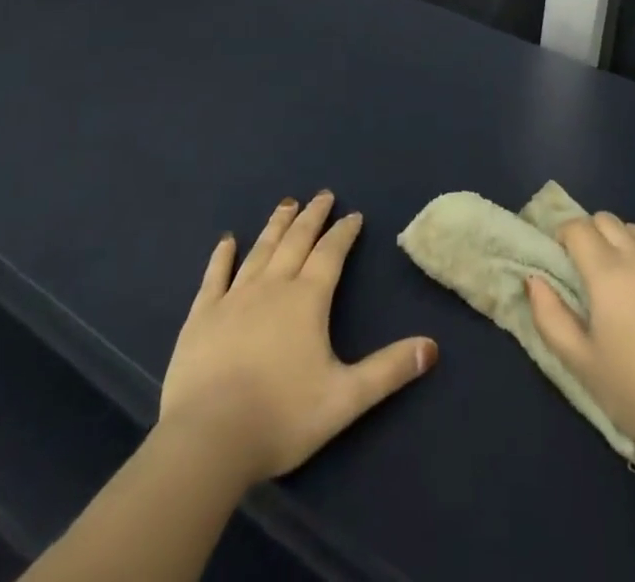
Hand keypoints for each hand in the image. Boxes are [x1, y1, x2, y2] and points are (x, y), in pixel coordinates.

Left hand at [157, 192, 437, 486]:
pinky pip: (215, 276)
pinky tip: (227, 241)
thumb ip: (388, 370)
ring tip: (286, 204)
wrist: (209, 438)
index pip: (331, 254)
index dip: (344, 233)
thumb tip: (432, 348)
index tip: (353, 215)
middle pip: (296, 241)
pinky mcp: (202, 316)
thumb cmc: (282, 417)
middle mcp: (272, 286)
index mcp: (307, 300)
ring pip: (260, 250)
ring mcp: (234, 298)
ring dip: (276, 226)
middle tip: (322, 195)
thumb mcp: (346, 398)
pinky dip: (222, 256)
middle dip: (312, 216)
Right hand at [526, 211, 634, 464]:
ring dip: (623, 245)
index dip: (564, 237)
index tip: (562, 261)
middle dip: (591, 234)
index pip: (577, 226)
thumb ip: (550, 316)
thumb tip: (535, 279)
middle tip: (589, 270)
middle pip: (607, 220)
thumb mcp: (582, 363)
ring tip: (625, 282)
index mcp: (608, 272)